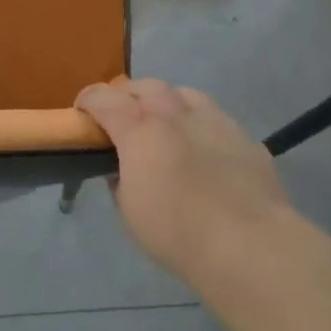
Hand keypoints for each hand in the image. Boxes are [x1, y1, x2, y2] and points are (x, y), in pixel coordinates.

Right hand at [76, 78, 291, 282]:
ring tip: (166, 124)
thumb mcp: (129, 211)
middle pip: (144, 86)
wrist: (249, 244)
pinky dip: (200, 125)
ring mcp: (213, 119)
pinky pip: (214, 117)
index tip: (81, 111)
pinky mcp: (243, 135)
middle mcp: (174, 112)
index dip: (88, 100)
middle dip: (128, 96)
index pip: (103, 98)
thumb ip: (120, 179)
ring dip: (167, 103)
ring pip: (182, 93)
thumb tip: (122, 168)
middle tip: (123, 117)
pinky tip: (204, 149)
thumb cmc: (177, 232)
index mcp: (139, 128)